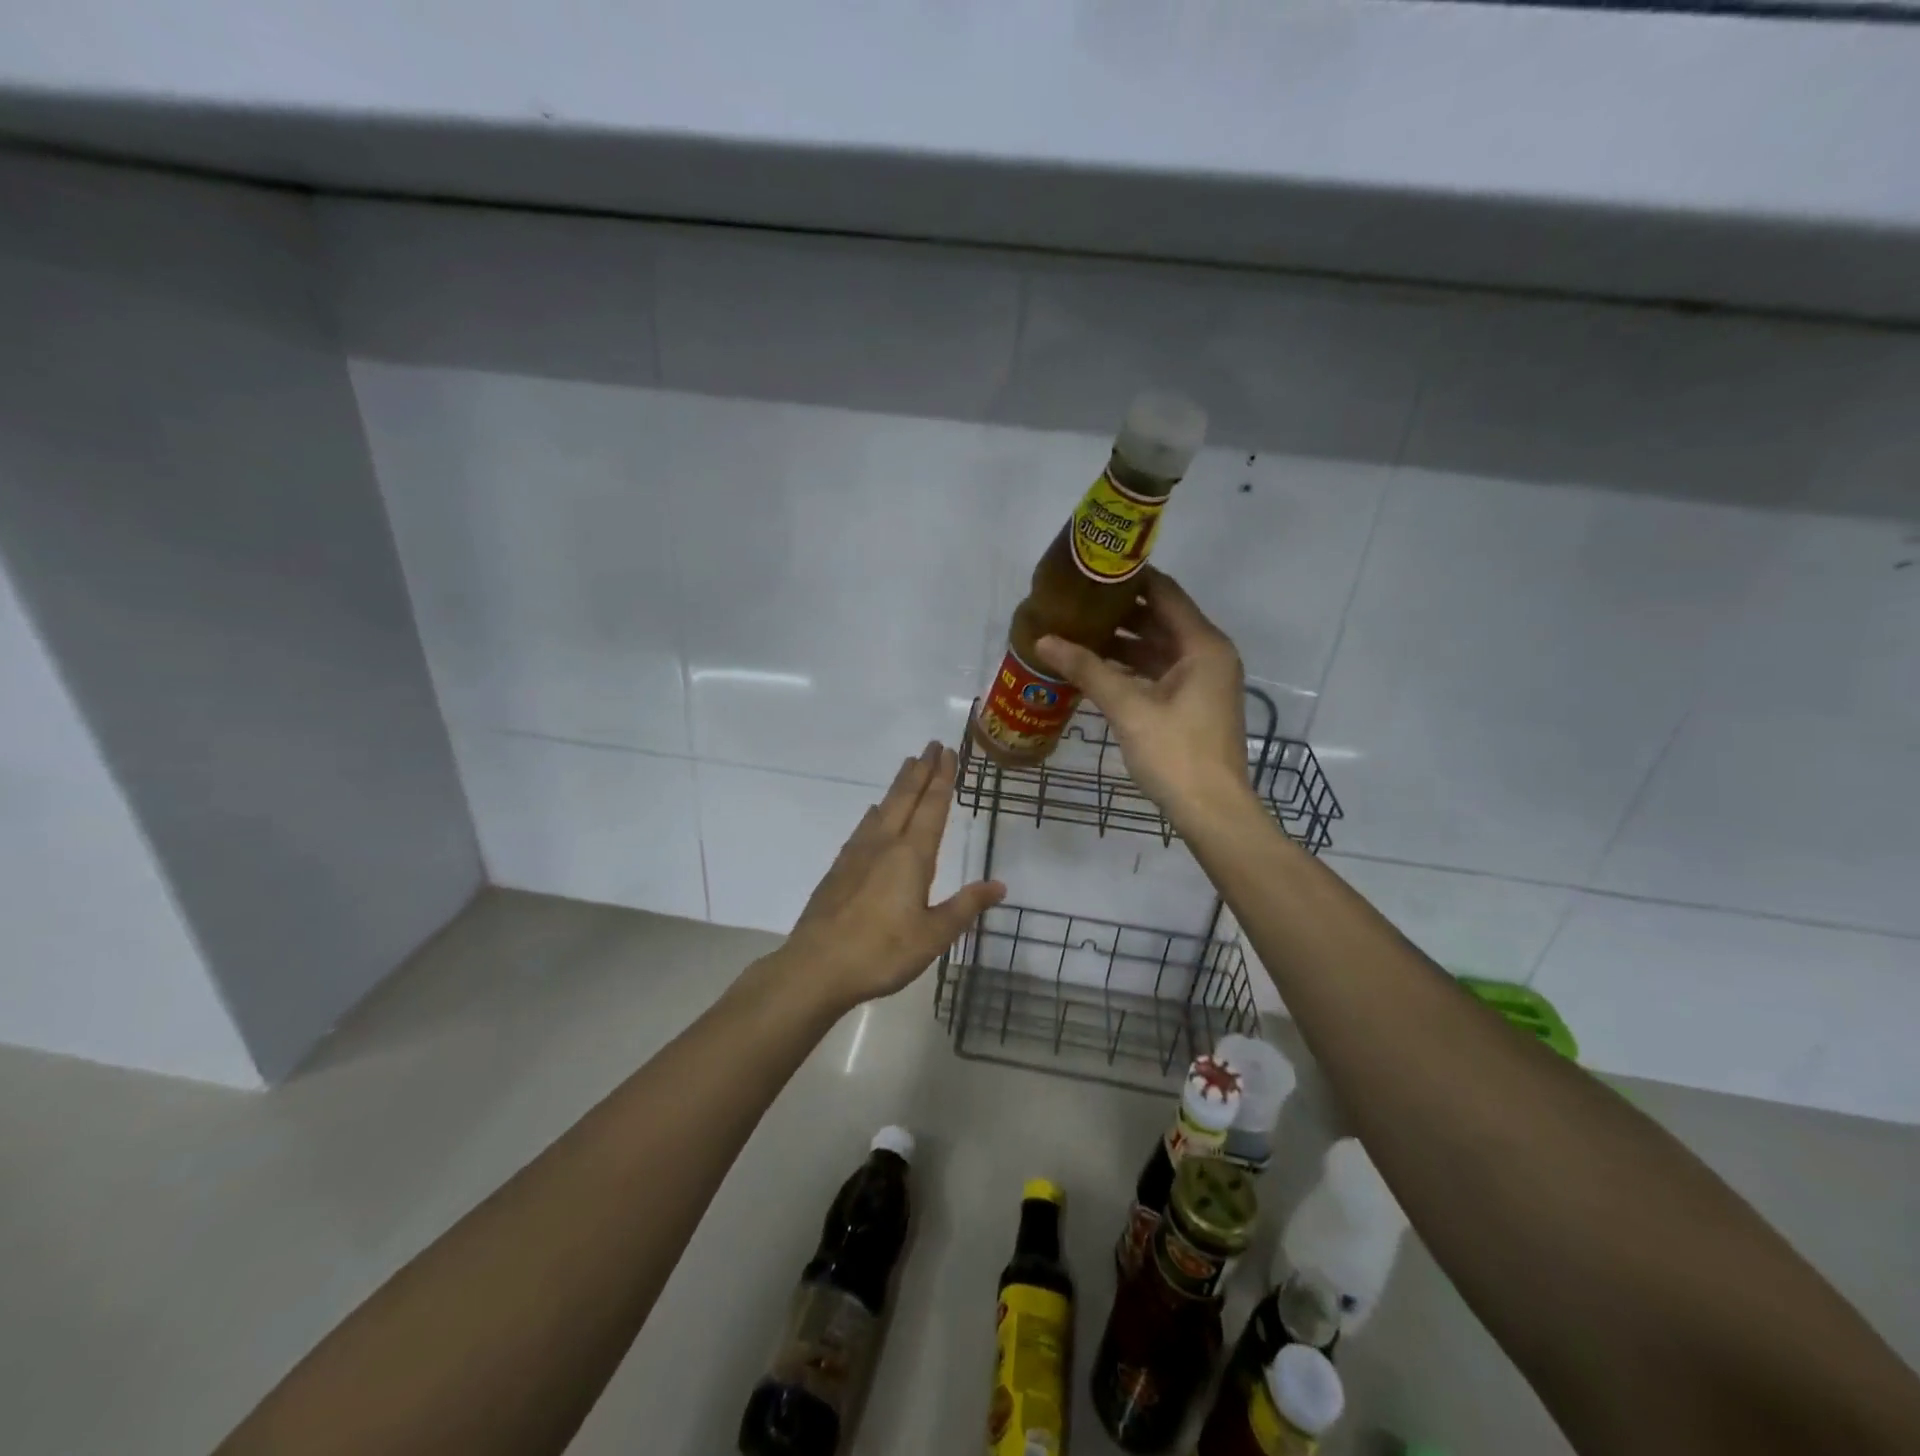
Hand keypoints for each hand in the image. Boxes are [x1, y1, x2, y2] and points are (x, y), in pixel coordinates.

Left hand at [776, 741, 1004, 1010]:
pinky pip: (864, 827)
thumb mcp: (933, 936)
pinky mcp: (839, 869)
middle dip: (921, 770)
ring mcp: (857, 854)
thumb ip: (965, 907)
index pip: (932, 808)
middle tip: (931, 745)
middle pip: (905, 798)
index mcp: (911, 856)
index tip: (948, 753)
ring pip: (883, 808)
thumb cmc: (881, 952)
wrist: (816, 967)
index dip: (942, 779)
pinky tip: (874, 814)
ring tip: (908, 766)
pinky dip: (876, 811)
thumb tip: (1000, 885)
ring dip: (898, 785)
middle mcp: (884, 845)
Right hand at [1036, 570, 1252, 821]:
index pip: (1164, 592)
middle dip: (1118, 611)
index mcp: (1203, 645)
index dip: (1129, 578)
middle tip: (1074, 602)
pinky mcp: (1193, 703)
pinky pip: (1159, 671)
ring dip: (1122, 641)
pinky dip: (1131, 667)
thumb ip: (1087, 669)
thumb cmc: (1175, 753)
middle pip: (1160, 618)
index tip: (1090, 570)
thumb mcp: (1128, 708)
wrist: (1211, 811)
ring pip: (1158, 647)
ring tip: (1076, 631)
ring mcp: (1202, 680)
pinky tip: (1095, 668)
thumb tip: (1043, 640)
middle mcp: (1208, 654)